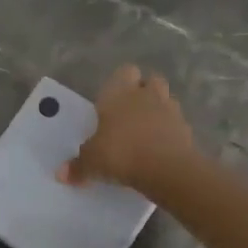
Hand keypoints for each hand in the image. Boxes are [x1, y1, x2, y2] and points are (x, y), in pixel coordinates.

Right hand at [58, 64, 196, 193]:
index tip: (111, 100)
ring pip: (166, 100)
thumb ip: (77, 166)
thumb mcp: (92, 162)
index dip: (120, 82)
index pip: (124, 72)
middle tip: (130, 113)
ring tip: (145, 132)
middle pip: (151, 80)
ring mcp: (170, 110)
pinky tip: (159, 149)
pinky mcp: (186, 130)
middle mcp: (146, 95)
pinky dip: (169, 133)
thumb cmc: (120, 153)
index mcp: (120, 93)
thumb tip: (61, 174)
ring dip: (158, 111)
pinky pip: (176, 125)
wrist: (165, 168)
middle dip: (143, 92)